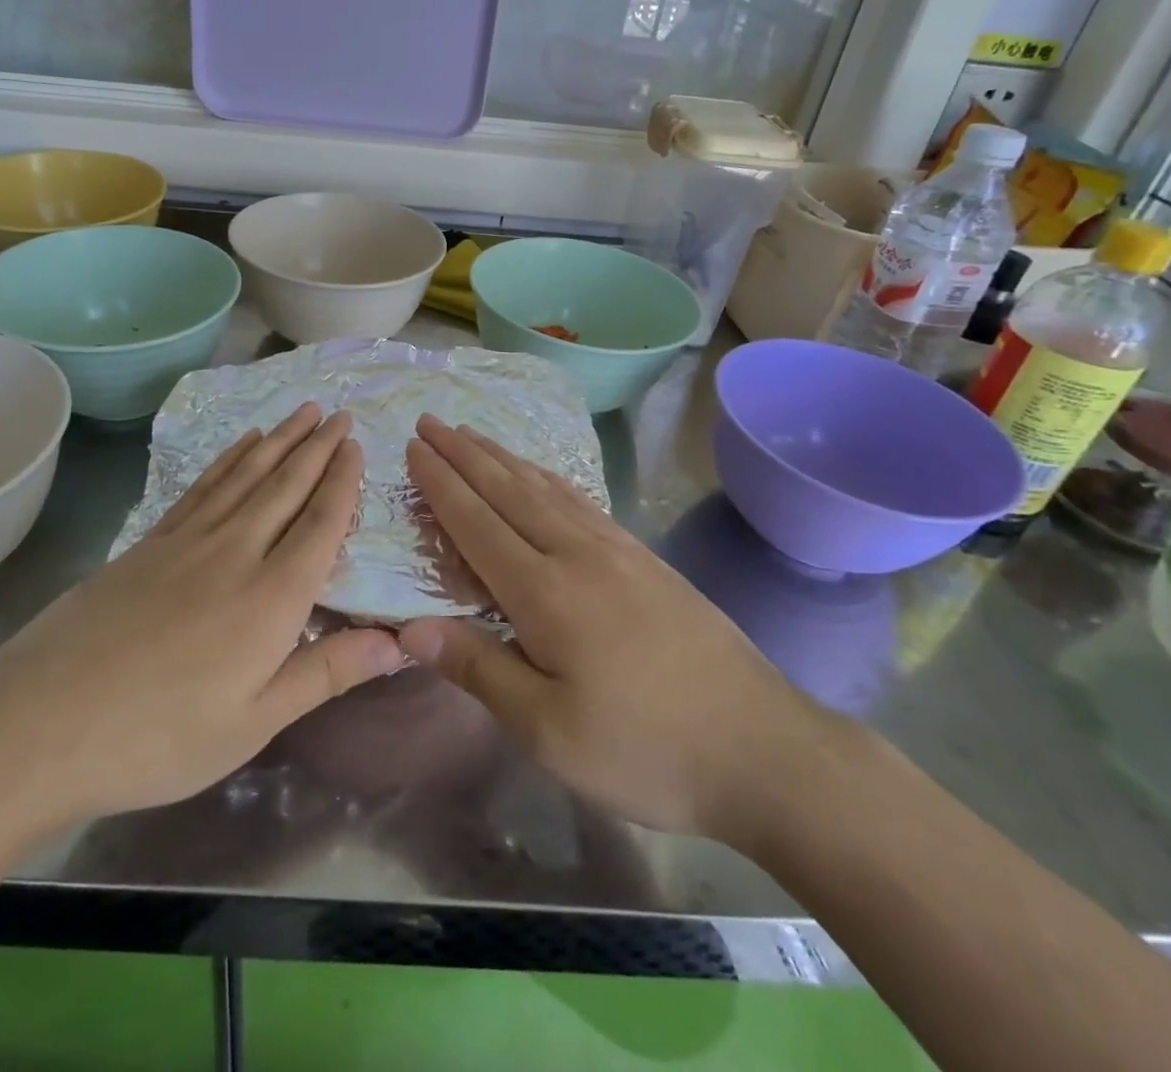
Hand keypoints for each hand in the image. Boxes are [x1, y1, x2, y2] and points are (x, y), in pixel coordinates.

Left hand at [0, 404, 403, 847]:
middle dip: (317, 446)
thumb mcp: (255, 723)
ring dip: (279, 439)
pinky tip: (241, 443)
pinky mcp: (149, 542)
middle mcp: (237, 551)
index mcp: (273, 596)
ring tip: (302, 412)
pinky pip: (202, 486)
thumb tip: (399, 644)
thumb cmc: (160, 736)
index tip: (356, 444)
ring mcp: (188, 540)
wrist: (41, 724)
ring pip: (246, 475)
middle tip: (339, 411)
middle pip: (286, 485)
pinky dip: (228, 459)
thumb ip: (328, 673)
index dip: (342, 480)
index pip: (321, 522)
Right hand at [398, 416, 835, 851]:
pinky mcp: (645, 558)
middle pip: (507, 490)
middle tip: (431, 421)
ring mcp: (616, 550)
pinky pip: (581, 501)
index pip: (476, 522)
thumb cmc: (644, 749)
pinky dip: (548, 477)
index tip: (413, 447)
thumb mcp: (548, 731)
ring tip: (473, 434)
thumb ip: (478, 669)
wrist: (761, 747)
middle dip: (463, 454)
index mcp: (544, 592)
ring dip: (502, 457)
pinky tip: (542, 475)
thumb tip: (409, 627)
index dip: (440, 483)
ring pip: (545, 488)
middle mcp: (576, 554)